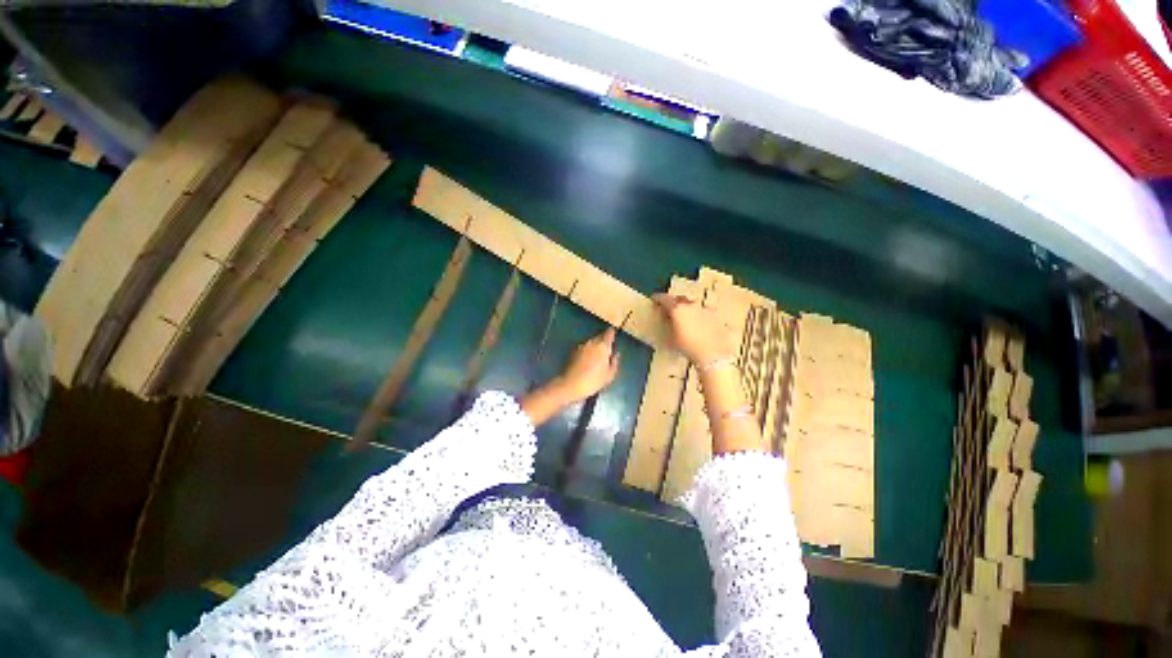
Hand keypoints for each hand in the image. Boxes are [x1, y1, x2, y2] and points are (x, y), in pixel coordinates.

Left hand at [554, 328, 620, 402]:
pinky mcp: (573, 351)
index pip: (609, 333)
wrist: (571, 385)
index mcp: (602, 346)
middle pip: (600, 336)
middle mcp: (592, 342)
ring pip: (592, 341)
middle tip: (608, 347)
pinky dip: (588, 350)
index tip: (615, 334)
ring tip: (599, 355)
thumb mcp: (610, 375)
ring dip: (596, 345)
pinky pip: (585, 347)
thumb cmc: (594, 381)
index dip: (612, 333)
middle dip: (604, 339)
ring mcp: (581, 346)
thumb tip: (616, 354)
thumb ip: (614, 362)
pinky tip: (589, 359)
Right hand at [652, 293, 734, 363]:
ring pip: (692, 305)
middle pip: (680, 299)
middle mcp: (691, 305)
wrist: (712, 353)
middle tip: (668, 308)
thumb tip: (667, 321)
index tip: (654, 299)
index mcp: (677, 309)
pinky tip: (697, 324)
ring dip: (686, 308)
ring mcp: (704, 310)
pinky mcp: (714, 317)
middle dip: (673, 302)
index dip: (658, 299)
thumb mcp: (671, 338)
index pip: (664, 299)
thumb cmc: (688, 346)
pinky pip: (702, 312)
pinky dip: (697, 316)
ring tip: (684, 317)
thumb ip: (668, 326)